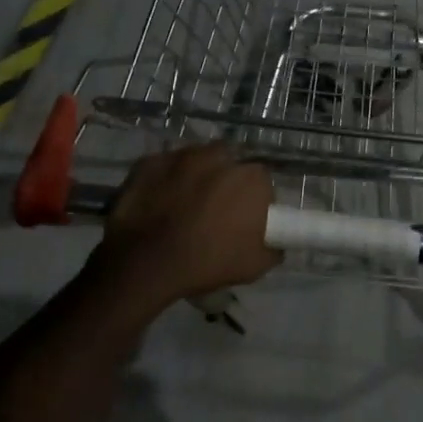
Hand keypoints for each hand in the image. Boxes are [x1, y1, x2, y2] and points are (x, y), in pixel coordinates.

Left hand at [93, 144, 280, 306]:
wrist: (146, 262)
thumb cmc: (207, 262)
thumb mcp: (255, 266)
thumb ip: (273, 248)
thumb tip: (276, 244)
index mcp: (250, 178)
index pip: (261, 181)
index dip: (254, 199)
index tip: (245, 219)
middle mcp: (220, 156)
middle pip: (229, 164)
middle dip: (225, 182)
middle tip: (215, 210)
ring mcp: (181, 155)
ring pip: (196, 161)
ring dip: (196, 176)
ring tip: (184, 204)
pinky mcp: (150, 161)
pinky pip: (165, 168)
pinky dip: (165, 180)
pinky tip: (159, 203)